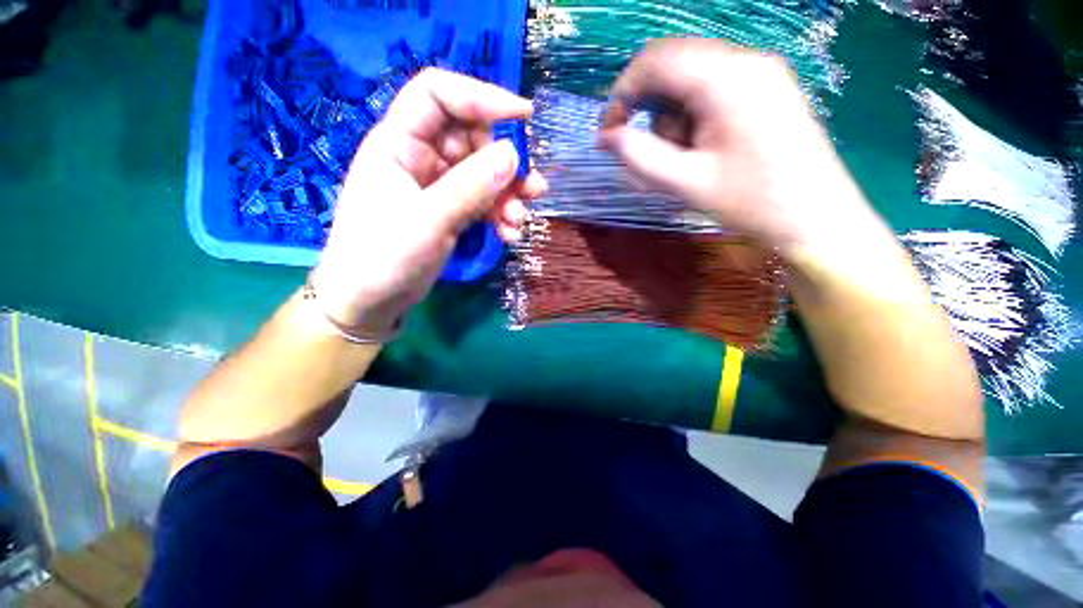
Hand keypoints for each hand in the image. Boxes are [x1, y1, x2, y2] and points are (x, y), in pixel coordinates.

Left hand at [312, 69, 547, 331]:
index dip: (481, 96)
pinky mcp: (450, 210)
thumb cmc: (384, 257)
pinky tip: (509, 234)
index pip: (439, 95)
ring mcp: (438, 186)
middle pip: (472, 139)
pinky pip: (483, 202)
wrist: (370, 300)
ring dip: (508, 194)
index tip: (524, 117)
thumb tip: (513, 154)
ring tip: (521, 220)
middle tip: (532, 189)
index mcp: (399, 143)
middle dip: (506, 163)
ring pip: (483, 173)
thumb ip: (470, 187)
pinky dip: (500, 215)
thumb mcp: (428, 220)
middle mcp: (420, 157)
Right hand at [599, 39, 878, 252]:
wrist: (815, 217)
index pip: (656, 61)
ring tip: (684, 160)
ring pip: (691, 80)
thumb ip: (641, 157)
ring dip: (674, 119)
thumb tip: (608, 138)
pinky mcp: (766, 89)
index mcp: (727, 78)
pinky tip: (702, 150)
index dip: (622, 94)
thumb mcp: (686, 183)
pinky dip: (693, 118)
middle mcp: (745, 61)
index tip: (609, 133)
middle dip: (650, 110)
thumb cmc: (751, 202)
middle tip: (650, 154)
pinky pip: (713, 91)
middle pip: (674, 67)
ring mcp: (760, 73)